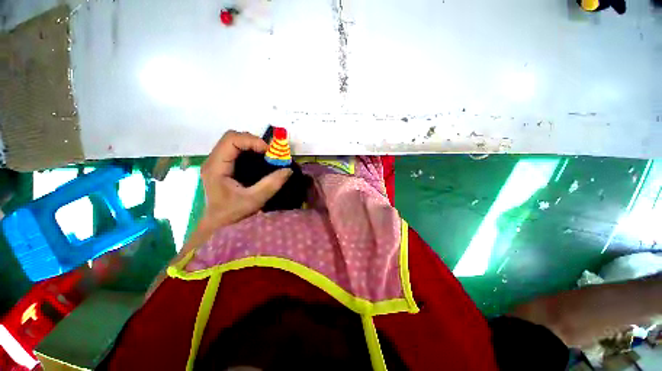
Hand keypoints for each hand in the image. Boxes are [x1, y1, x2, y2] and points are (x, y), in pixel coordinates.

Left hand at [200, 130, 292, 228]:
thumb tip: (288, 170)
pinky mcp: (223, 166)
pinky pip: (236, 150)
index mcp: (216, 167)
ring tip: (266, 156)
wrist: (218, 224)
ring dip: (252, 145)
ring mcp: (217, 162)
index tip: (268, 152)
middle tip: (269, 154)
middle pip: (232, 137)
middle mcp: (214, 160)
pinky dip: (250, 151)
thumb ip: (271, 184)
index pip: (231, 140)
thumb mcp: (254, 200)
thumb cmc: (232, 214)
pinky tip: (259, 160)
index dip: (252, 141)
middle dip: (253, 141)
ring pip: (234, 142)